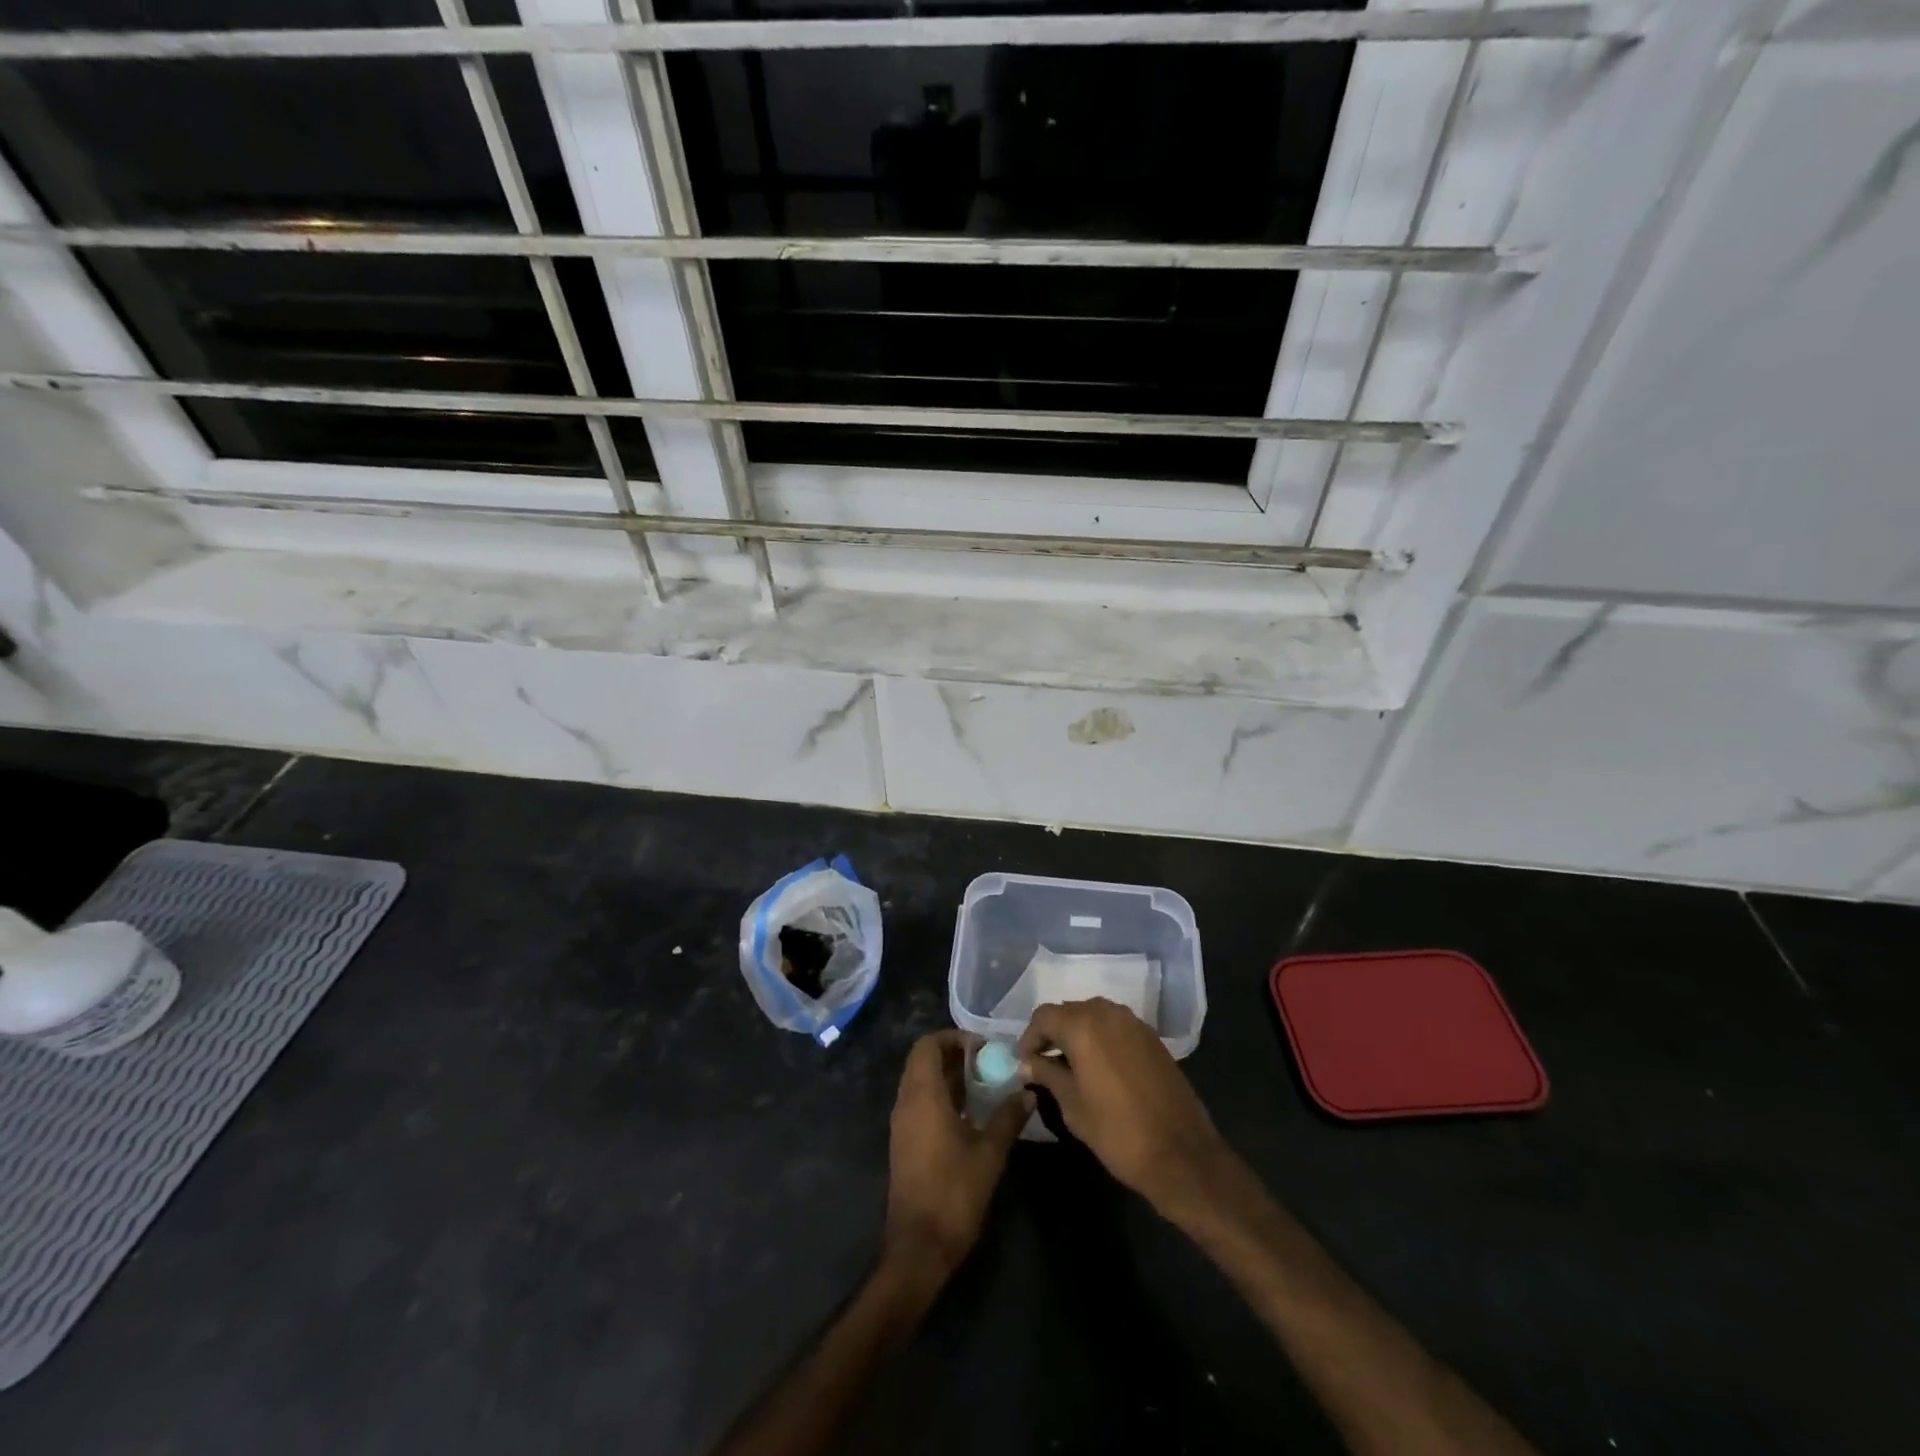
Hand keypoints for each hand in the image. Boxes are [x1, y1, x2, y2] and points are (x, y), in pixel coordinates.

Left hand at [886, 1030, 1032, 1276]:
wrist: (919, 1247)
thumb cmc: (954, 1193)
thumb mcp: (990, 1153)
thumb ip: (1008, 1117)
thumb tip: (1028, 1092)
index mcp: (923, 1096)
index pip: (928, 1045)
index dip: (953, 1037)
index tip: (983, 1047)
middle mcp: (906, 1102)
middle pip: (922, 1060)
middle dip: (953, 1054)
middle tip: (986, 1063)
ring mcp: (902, 1123)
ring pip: (920, 1082)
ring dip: (947, 1075)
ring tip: (983, 1085)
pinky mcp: (904, 1142)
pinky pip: (919, 1102)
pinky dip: (940, 1096)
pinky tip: (968, 1113)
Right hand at [1018, 998, 1230, 1215]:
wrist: (1181, 1154)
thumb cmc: (1117, 1132)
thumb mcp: (1072, 1106)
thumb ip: (1047, 1075)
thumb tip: (1027, 1064)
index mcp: (1083, 1026)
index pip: (1044, 1016)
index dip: (1029, 1037)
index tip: (1024, 1062)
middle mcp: (1108, 1013)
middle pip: (1069, 1011)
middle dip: (1053, 1033)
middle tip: (1043, 1063)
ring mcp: (1134, 1023)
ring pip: (1094, 1016)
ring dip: (1077, 1034)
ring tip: (1069, 1066)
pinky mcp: (1152, 1037)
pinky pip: (1115, 1026)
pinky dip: (1101, 1039)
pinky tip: (1099, 1067)